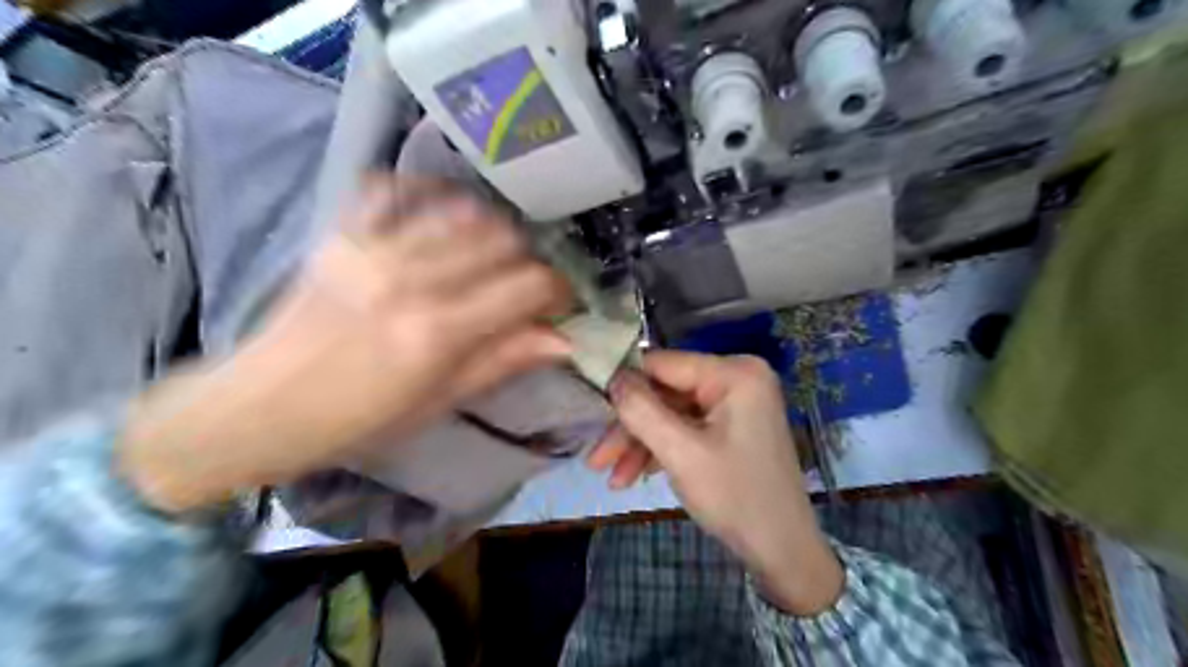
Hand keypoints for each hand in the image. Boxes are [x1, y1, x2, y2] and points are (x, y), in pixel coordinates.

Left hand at [118, 174, 572, 510]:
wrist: (262, 409)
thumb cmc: (360, 419)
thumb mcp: (441, 401)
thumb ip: (503, 360)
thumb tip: (563, 339)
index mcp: (438, 332)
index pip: (526, 286)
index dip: (556, 289)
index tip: (558, 301)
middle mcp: (410, 280)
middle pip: (500, 241)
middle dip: (526, 260)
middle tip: (523, 283)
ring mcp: (371, 250)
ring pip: (458, 212)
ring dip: (487, 228)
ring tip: (487, 253)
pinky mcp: (340, 236)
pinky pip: (388, 188)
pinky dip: (421, 190)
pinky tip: (438, 209)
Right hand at [605, 351, 843, 615]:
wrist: (784, 552)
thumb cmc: (736, 498)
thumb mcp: (681, 453)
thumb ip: (641, 410)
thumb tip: (611, 377)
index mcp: (734, 372)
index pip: (663, 363)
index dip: (623, 382)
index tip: (588, 403)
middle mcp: (736, 377)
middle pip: (665, 392)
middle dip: (630, 427)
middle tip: (595, 458)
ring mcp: (735, 402)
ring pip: (671, 413)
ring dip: (640, 443)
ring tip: (612, 478)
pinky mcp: (731, 425)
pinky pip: (687, 427)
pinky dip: (661, 449)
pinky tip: (635, 475)